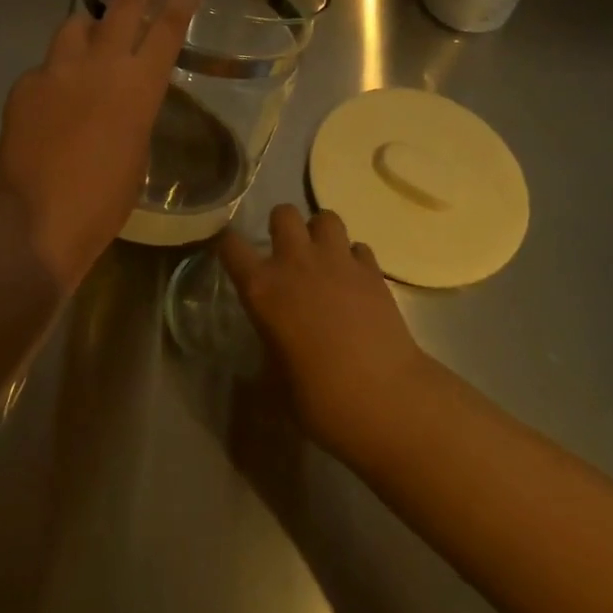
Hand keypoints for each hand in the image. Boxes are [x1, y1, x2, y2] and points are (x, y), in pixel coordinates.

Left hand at [0, 0, 197, 290]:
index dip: (180, 5)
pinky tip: (52, 102)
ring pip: (75, 26)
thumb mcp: (136, 154)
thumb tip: (120, 98)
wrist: (37, 220)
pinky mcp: (25, 85)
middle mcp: (99, 66)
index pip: (166, 32)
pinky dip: (55, 76)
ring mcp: (57, 70)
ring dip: (87, 27)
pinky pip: (45, 68)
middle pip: (123, 7)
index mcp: (138, 87)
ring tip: (90, 35)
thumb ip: (133, 113)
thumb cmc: (103, 201)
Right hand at [217, 205, 441, 462]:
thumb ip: (270, 345)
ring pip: (325, 217)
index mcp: (262, 288)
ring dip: (321, 233)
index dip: (228, 245)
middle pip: (283, 212)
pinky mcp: (372, 270)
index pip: (230, 245)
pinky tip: (356, 281)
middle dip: (282, 226)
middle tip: (287, 253)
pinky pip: (359, 247)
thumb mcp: (276, 379)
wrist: (385, 399)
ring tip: (324, 258)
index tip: (232, 254)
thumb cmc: (320, 399)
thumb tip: (272, 343)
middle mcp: (295, 263)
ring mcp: (337, 261)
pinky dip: (354, 258)